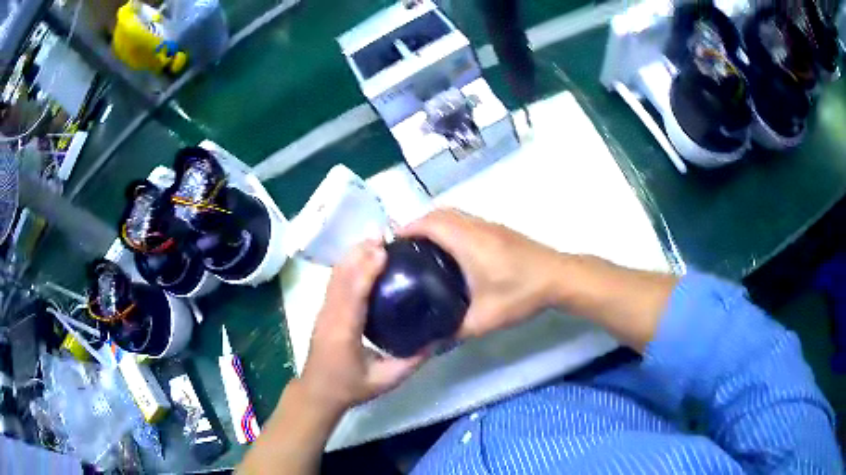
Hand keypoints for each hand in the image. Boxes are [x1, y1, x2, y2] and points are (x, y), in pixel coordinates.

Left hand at [300, 241, 425, 413]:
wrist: (318, 391)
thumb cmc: (350, 387)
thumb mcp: (385, 380)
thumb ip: (411, 361)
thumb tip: (437, 340)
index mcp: (344, 332)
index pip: (353, 296)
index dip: (365, 271)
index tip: (383, 251)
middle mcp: (330, 316)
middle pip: (342, 277)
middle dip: (360, 253)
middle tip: (384, 235)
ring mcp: (324, 310)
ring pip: (336, 275)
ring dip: (353, 254)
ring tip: (375, 239)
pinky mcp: (324, 309)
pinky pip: (335, 280)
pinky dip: (348, 263)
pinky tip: (362, 255)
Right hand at [401, 209, 564, 338]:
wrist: (559, 277)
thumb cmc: (522, 293)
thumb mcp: (486, 319)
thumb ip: (455, 331)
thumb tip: (430, 342)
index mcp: (468, 241)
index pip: (430, 223)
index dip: (407, 229)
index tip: (392, 245)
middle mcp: (476, 226)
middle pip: (439, 213)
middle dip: (417, 224)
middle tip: (404, 249)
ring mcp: (489, 225)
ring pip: (453, 214)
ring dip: (434, 224)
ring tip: (422, 249)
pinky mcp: (499, 230)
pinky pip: (465, 220)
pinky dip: (449, 227)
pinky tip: (450, 251)